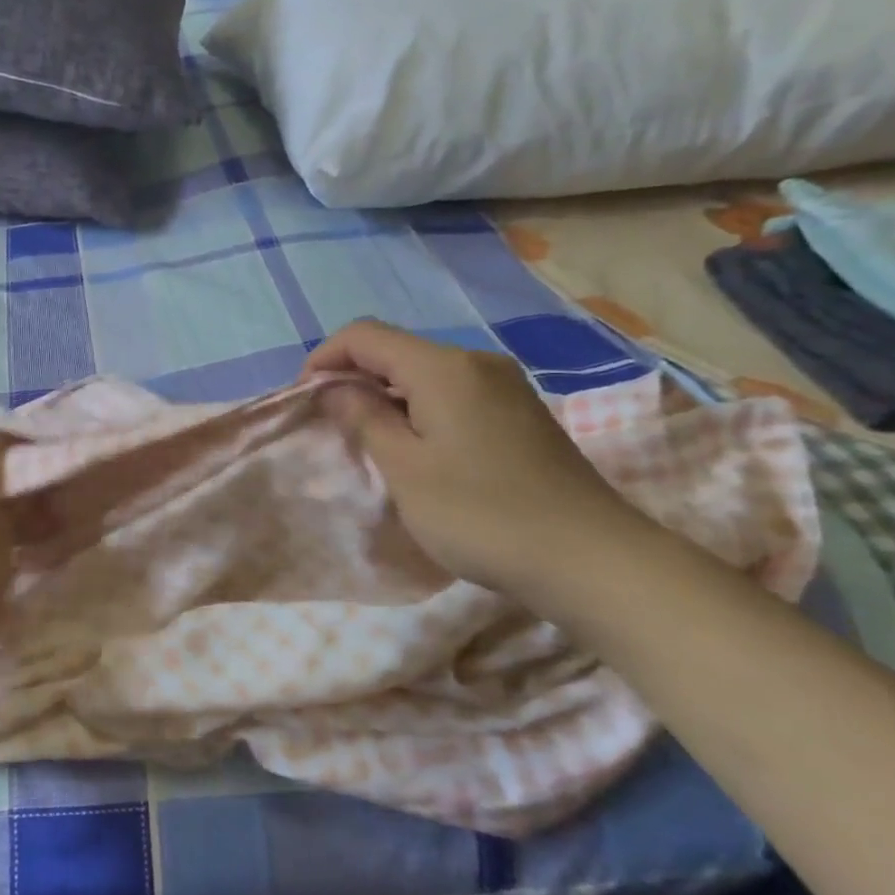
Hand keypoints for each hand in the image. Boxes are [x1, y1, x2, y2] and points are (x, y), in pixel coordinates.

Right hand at [303, 320, 650, 596]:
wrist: (590, 558)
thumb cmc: (480, 513)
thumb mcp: (404, 469)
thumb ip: (364, 418)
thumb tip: (336, 388)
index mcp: (443, 367)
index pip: (365, 336)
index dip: (324, 358)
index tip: (304, 397)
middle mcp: (476, 362)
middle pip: (397, 350)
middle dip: (354, 377)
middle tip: (331, 423)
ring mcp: (505, 386)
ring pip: (425, 373)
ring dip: (387, 395)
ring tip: (370, 439)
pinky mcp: (521, 412)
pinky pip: (454, 392)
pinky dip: (420, 408)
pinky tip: (419, 448)